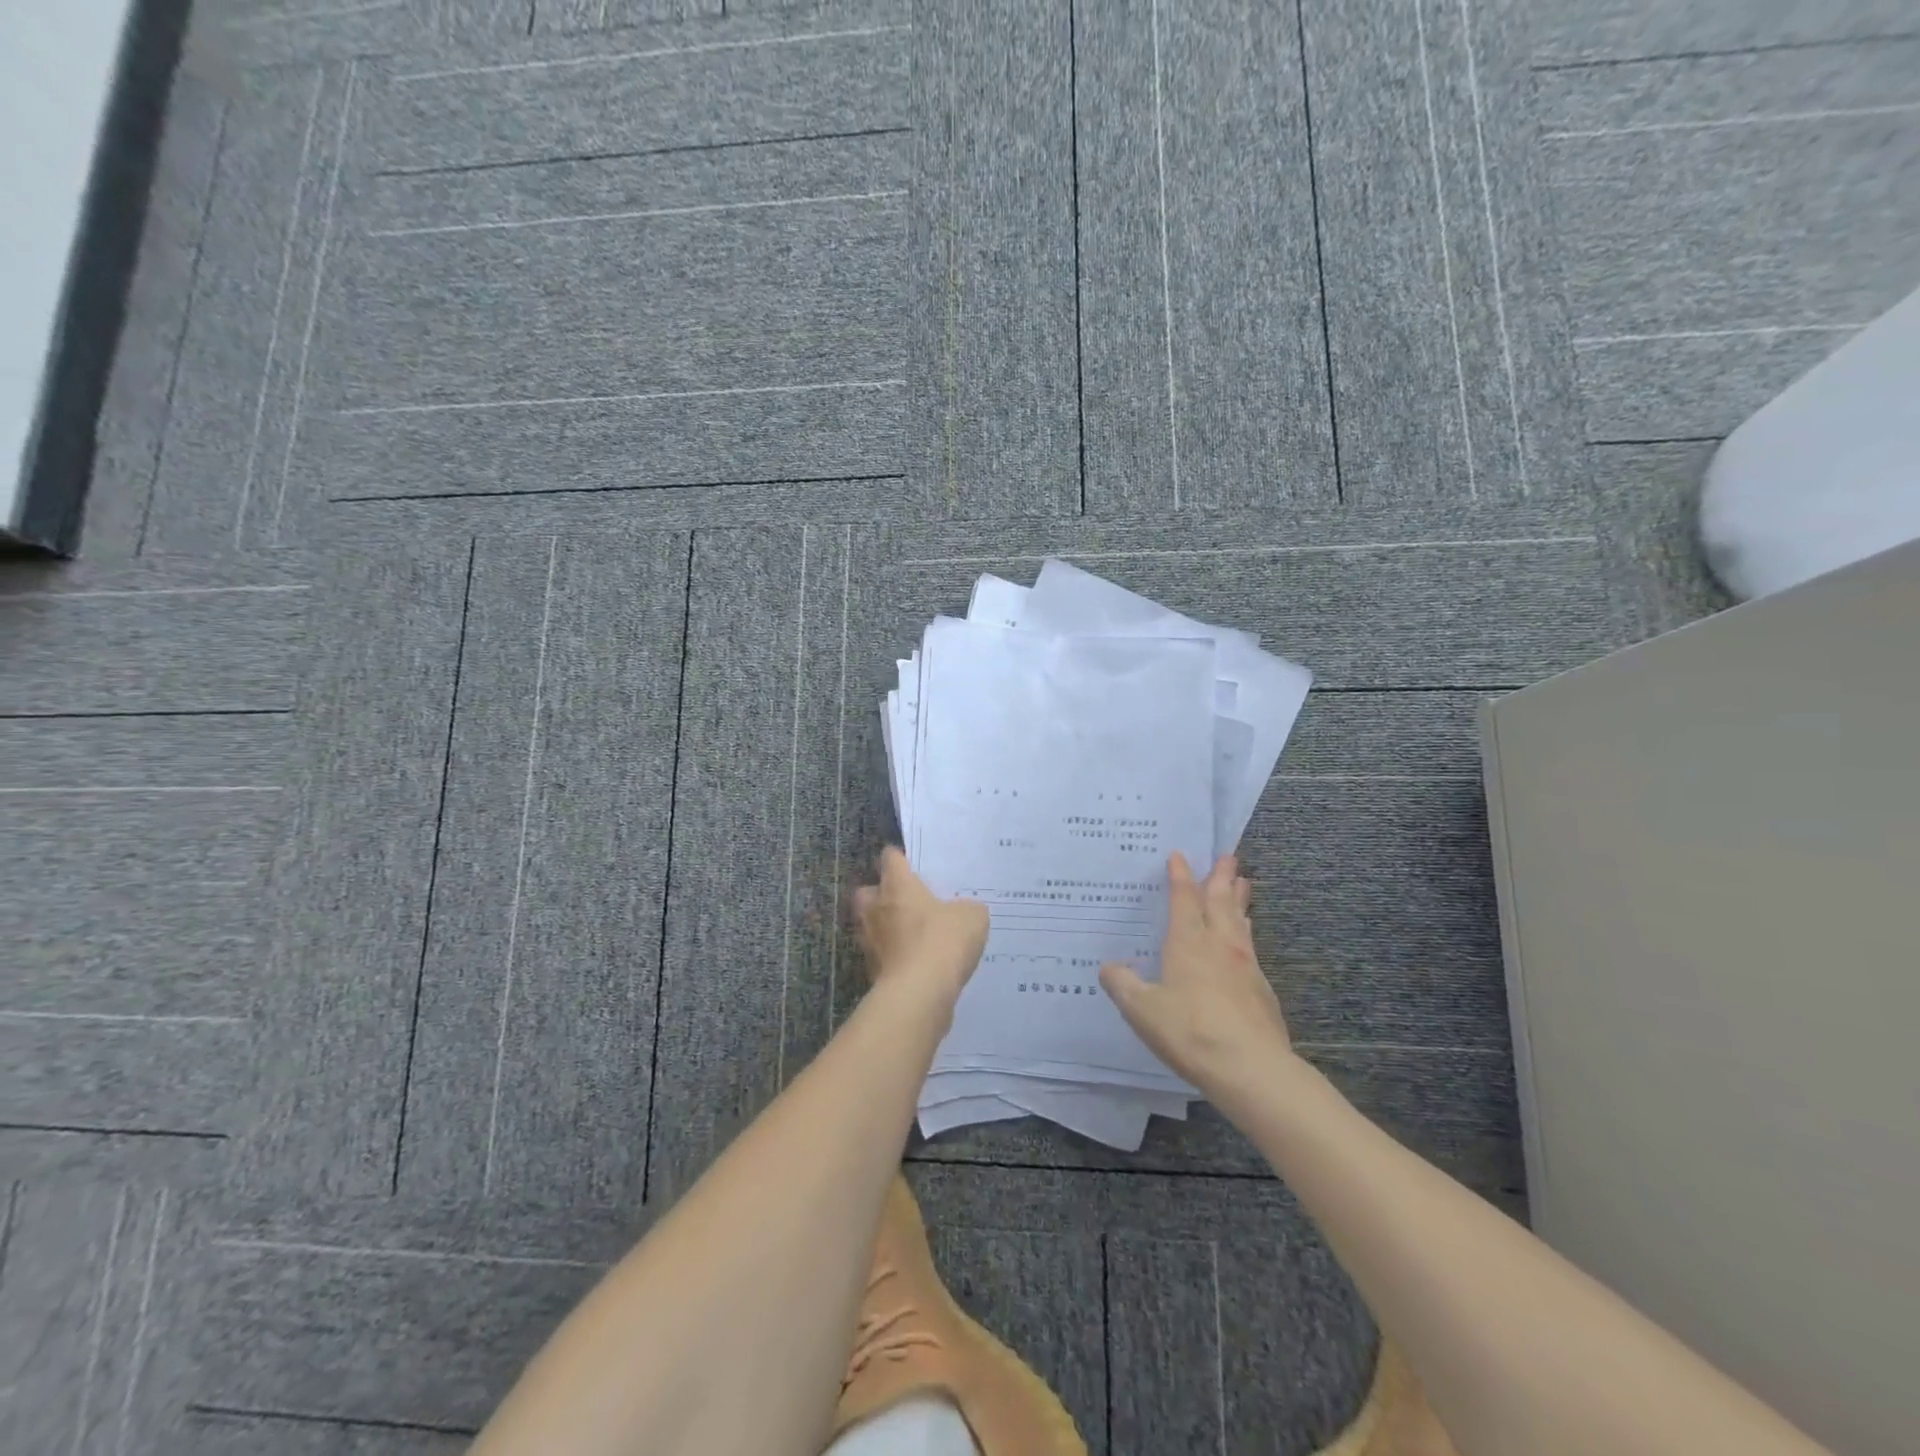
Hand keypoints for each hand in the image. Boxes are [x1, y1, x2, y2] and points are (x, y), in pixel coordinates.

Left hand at [853, 848, 988, 1004]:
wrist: (919, 993)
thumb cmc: (943, 940)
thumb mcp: (971, 916)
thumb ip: (966, 908)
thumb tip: (963, 912)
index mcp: (897, 885)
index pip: (890, 858)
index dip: (900, 858)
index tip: (912, 864)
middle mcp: (875, 908)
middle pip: (868, 892)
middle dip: (881, 894)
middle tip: (905, 901)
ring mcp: (869, 941)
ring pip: (871, 925)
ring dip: (886, 928)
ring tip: (913, 935)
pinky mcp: (872, 971)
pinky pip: (882, 955)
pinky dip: (894, 957)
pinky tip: (917, 963)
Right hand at [1100, 853, 1292, 1095]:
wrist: (1252, 1068)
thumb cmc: (1190, 1031)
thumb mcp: (1141, 1010)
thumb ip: (1123, 985)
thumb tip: (1110, 967)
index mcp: (1188, 943)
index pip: (1183, 899)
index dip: (1180, 876)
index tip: (1179, 855)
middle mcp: (1218, 945)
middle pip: (1220, 902)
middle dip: (1221, 877)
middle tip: (1228, 856)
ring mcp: (1244, 965)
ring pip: (1240, 921)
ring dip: (1239, 900)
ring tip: (1243, 883)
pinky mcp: (1261, 989)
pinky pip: (1250, 946)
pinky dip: (1245, 931)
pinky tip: (1245, 938)